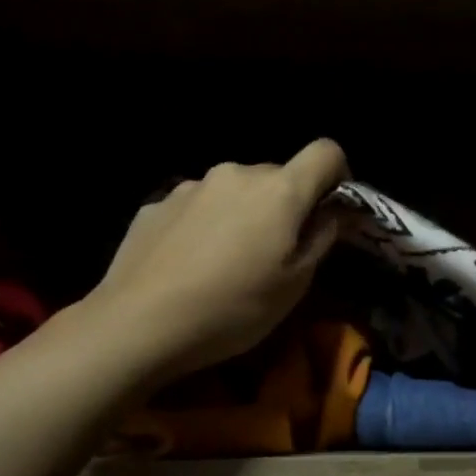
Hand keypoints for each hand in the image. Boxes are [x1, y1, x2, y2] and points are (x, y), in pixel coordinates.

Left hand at [85, 139, 350, 379]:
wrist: (138, 323)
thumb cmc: (232, 309)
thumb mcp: (294, 286)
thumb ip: (321, 239)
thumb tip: (331, 213)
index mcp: (279, 190)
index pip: (327, 152)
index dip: (337, 176)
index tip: (329, 211)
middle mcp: (236, 173)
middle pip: (277, 176)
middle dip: (284, 205)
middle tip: (274, 253)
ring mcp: (191, 186)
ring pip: (234, 191)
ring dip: (242, 214)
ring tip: (226, 262)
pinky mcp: (157, 204)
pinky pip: (198, 206)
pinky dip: (205, 225)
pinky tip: (189, 265)